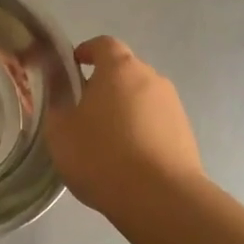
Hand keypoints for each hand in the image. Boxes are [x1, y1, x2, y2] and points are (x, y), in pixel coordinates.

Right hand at [45, 36, 202, 214]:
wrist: (160, 198)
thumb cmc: (102, 155)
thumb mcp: (60, 131)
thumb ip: (57, 105)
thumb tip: (61, 92)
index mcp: (120, 69)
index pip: (103, 44)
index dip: (86, 51)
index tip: (73, 66)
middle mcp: (152, 78)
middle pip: (125, 71)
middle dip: (104, 85)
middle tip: (83, 110)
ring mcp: (173, 106)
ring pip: (141, 98)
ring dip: (124, 110)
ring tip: (106, 140)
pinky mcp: (185, 133)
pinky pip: (156, 122)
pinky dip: (140, 131)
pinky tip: (127, 159)